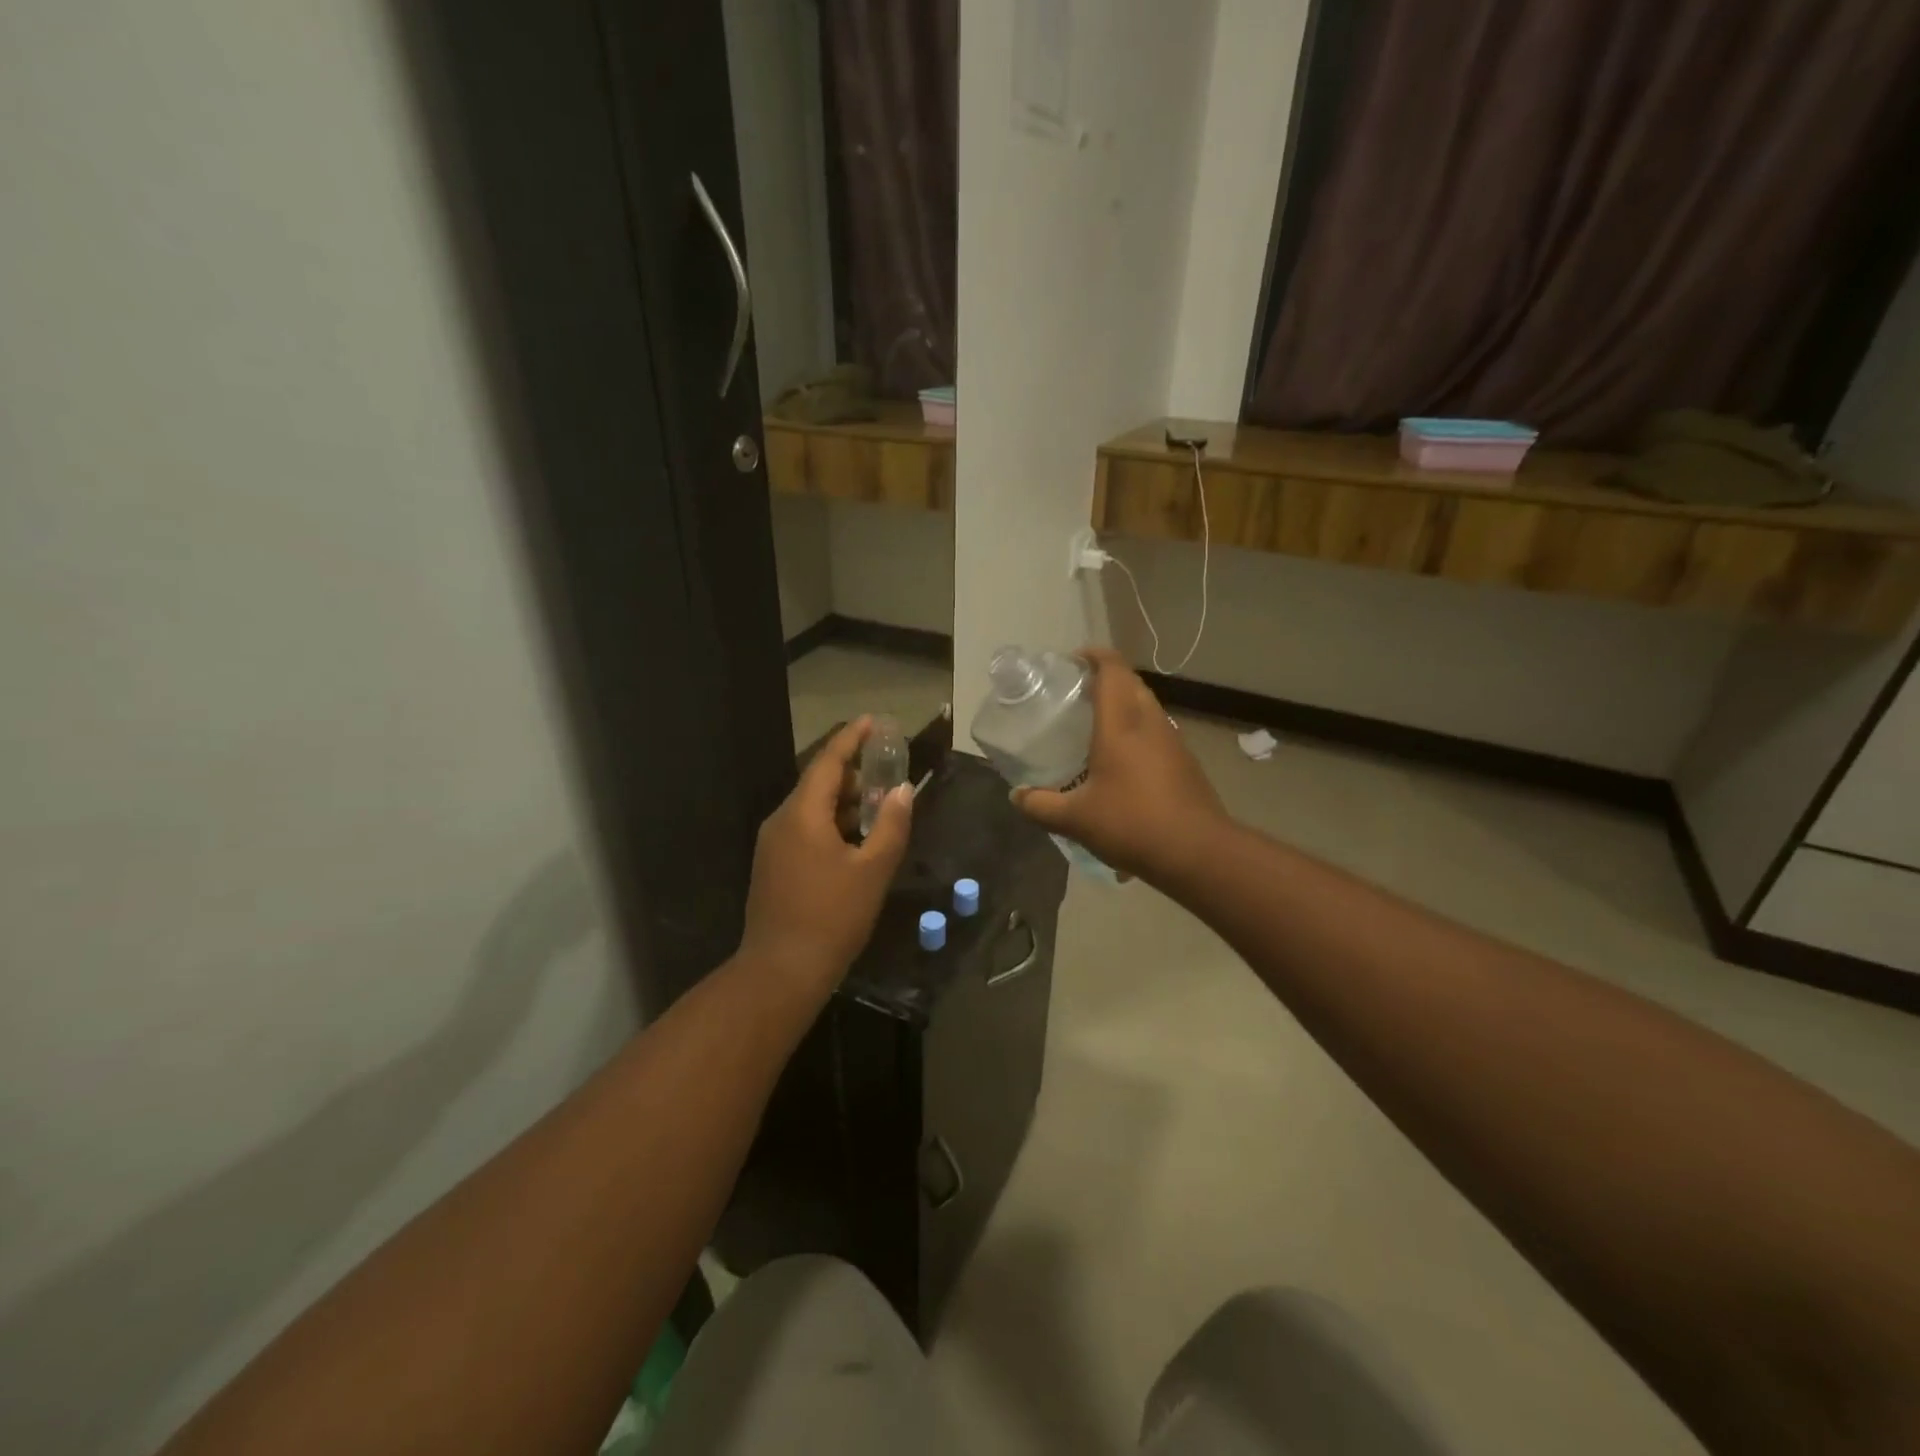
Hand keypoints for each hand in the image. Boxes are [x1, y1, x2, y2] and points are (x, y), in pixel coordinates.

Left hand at [739, 717, 912, 997]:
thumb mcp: (872, 870)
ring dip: (845, 803)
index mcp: (802, 814)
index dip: (852, 739)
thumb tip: (903, 791)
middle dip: (854, 774)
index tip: (873, 721)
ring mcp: (773, 845)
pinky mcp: (773, 866)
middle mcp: (782, 821)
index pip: (828, 762)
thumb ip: (891, 825)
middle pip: (819, 784)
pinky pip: (805, 830)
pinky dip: (832, 825)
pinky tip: (856, 842)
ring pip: (812, 809)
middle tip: (888, 772)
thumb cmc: (832, 917)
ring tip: (879, 808)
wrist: (780, 971)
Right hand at [1011, 648, 1229, 883]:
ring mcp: (1173, 741)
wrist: (1198, 852)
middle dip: (1105, 678)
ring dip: (1123, 703)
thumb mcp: (1075, 819)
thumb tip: (1016, 796)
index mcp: (1121, 724)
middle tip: (1075, 693)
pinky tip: (1121, 759)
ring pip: (1146, 706)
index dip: (1093, 655)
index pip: (1112, 669)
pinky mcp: (1185, 761)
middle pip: (1130, 683)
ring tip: (1094, 724)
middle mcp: (1150, 723)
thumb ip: (1040, 805)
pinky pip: (1156, 730)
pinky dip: (1137, 729)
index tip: (1072, 660)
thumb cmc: (1133, 824)